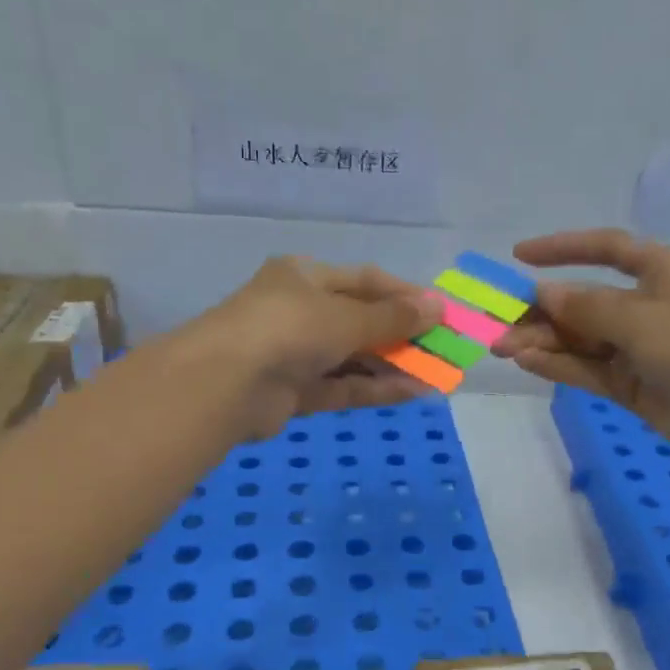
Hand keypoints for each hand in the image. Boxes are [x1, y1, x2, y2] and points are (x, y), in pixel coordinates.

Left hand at [188, 257, 441, 437]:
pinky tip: (413, 392)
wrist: (225, 384)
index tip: (441, 312)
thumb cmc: (288, 329)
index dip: (405, 295)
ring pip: (354, 358)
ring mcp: (296, 354)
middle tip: (444, 349)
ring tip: (437, 375)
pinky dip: (374, 389)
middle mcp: (300, 311)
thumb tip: (438, 306)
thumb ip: (393, 317)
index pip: (364, 280)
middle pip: (361, 321)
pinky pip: (343, 387)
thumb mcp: (346, 317)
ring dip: (393, 366)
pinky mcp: (296, 392)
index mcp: (305, 277)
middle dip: (403, 335)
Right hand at [493, 229, 669, 466]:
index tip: (520, 256)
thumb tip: (542, 294)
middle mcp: (646, 307)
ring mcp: (637, 349)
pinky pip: (588, 370)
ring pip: (581, 340)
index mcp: (660, 272)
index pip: (606, 249)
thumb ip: (585, 307)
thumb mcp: (639, 318)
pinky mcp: (632, 386)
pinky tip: (526, 363)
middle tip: (499, 322)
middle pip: (584, 301)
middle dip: (543, 311)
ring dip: (543, 342)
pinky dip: (559, 366)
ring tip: (502, 347)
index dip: (564, 248)